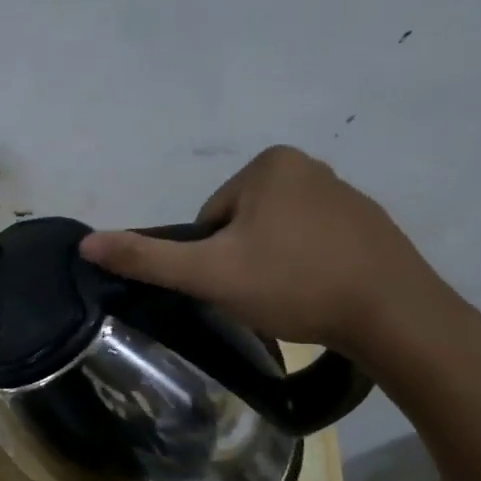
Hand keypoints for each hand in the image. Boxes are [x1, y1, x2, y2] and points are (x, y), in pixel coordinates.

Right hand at [78, 145, 452, 357]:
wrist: (395, 316)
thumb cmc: (293, 283)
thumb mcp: (208, 274)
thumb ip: (146, 258)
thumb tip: (86, 243)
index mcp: (270, 164)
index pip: (210, 217)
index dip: (211, 257)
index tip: (234, 282)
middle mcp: (309, 166)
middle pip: (241, 225)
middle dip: (242, 260)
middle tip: (260, 295)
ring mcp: (346, 195)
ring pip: (277, 237)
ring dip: (273, 267)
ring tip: (291, 299)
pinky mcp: (371, 226)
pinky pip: (314, 245)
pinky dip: (307, 269)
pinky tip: (318, 296)